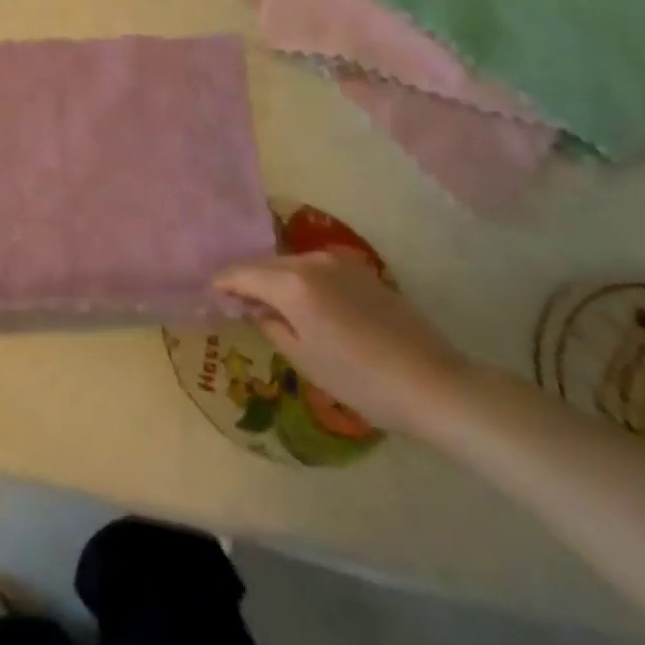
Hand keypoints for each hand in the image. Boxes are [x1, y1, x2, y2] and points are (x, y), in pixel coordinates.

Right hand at [213, 252, 468, 437]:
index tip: (210, 295)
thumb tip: (254, 308)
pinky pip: (316, 271)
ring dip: (276, 281)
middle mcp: (310, 261)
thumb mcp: (304, 359)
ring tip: (270, 306)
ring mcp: (338, 263)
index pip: (240, 273)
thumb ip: (270, 325)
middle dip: (248, 281)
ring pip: (291, 266)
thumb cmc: (360, 379)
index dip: (222, 284)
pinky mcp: (361, 271)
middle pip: (265, 265)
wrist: (433, 382)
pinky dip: (302, 283)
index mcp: (291, 283)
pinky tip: (306, 305)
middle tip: (236, 304)